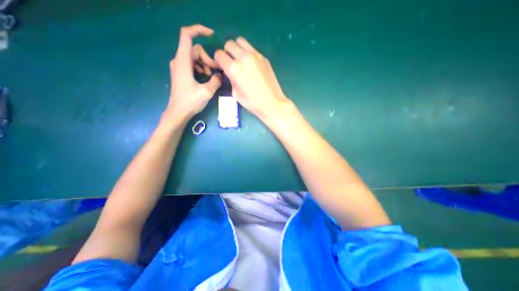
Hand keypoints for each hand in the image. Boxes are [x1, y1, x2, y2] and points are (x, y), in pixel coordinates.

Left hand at [165, 22, 221, 120]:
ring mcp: (179, 66)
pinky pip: (193, 64)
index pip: (187, 35)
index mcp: (183, 61)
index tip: (212, 34)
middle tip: (216, 72)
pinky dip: (201, 68)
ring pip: (195, 57)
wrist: (178, 112)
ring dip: (206, 65)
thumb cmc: (190, 102)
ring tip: (212, 77)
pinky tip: (206, 78)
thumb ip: (215, 81)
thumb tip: (220, 75)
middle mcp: (179, 60)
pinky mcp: (182, 73)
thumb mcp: (206, 92)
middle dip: (208, 58)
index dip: (198, 30)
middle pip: (196, 50)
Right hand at [213, 36, 289, 121]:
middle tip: (231, 63)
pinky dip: (248, 53)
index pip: (219, 54)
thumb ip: (230, 78)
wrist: (272, 102)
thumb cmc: (252, 102)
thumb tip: (229, 72)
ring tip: (240, 61)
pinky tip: (251, 65)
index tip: (221, 67)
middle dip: (227, 52)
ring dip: (237, 49)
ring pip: (241, 41)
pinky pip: (252, 49)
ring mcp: (255, 55)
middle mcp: (244, 57)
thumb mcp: (235, 93)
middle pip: (229, 44)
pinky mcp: (264, 57)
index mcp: (234, 68)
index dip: (218, 60)